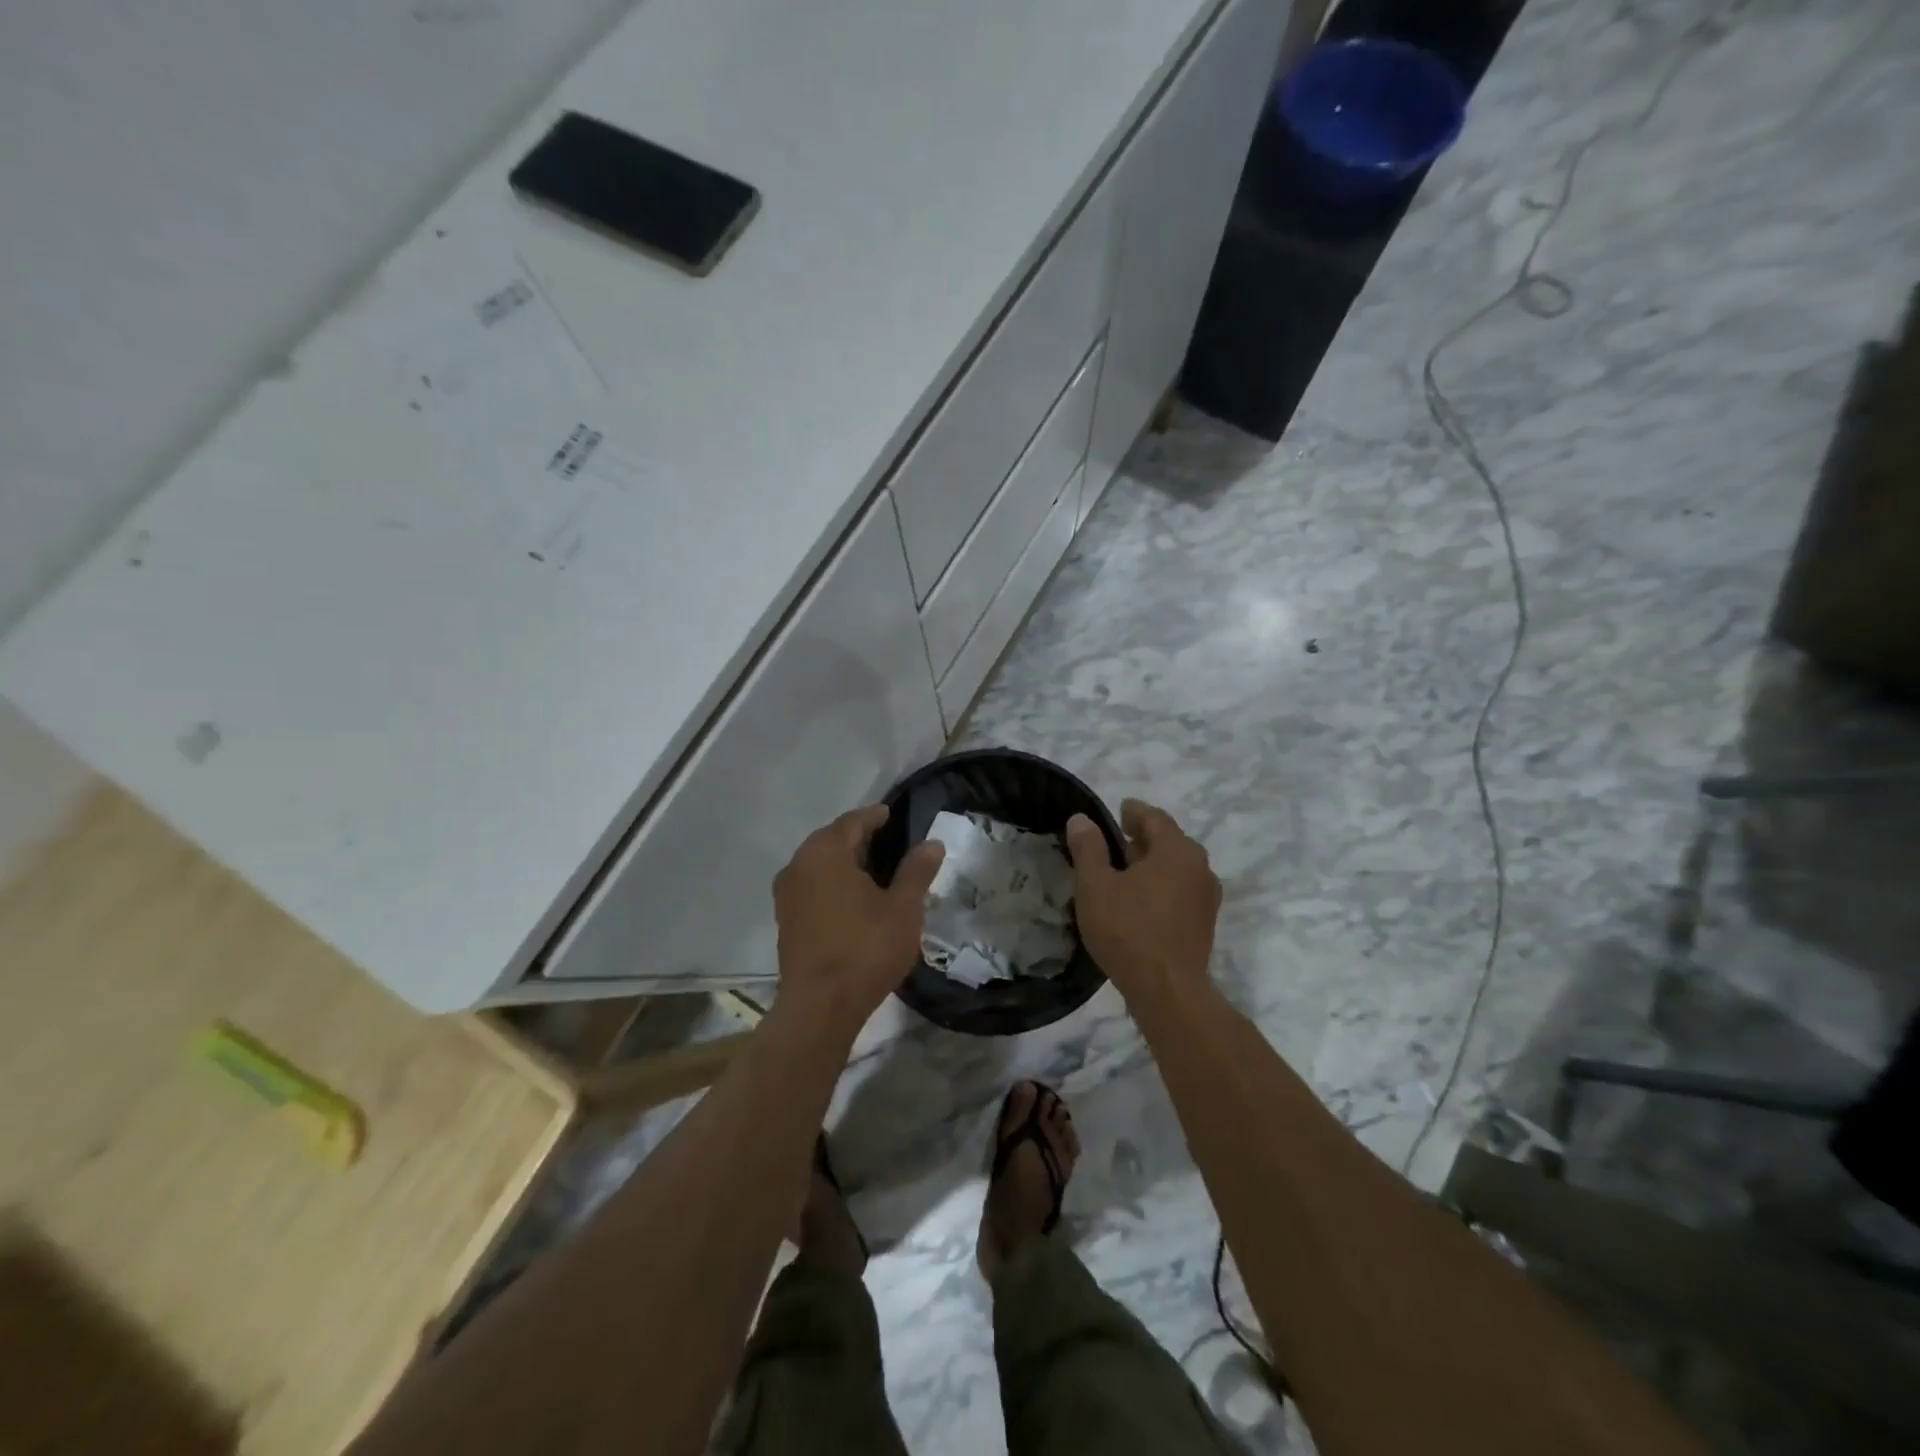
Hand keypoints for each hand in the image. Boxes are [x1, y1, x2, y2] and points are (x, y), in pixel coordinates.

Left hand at [772, 804, 945, 1033]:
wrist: (820, 1006)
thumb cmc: (866, 949)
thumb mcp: (903, 908)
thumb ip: (916, 871)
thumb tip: (932, 843)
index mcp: (826, 852)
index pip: (852, 822)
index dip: (874, 816)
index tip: (891, 814)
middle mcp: (799, 864)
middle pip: (831, 839)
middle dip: (857, 837)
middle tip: (886, 840)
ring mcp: (786, 893)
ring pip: (818, 863)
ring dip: (843, 861)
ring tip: (872, 869)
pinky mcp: (785, 918)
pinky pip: (810, 885)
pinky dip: (830, 882)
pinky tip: (851, 897)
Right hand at [1066, 799, 1220, 999]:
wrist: (1167, 991)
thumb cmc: (1128, 931)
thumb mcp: (1095, 886)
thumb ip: (1088, 848)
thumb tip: (1082, 819)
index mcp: (1177, 850)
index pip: (1155, 818)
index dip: (1134, 812)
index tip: (1119, 810)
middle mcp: (1200, 867)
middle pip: (1170, 841)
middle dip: (1143, 838)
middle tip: (1116, 841)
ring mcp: (1207, 897)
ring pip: (1177, 867)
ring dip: (1153, 864)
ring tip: (1125, 872)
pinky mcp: (1205, 923)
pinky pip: (1182, 890)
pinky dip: (1162, 885)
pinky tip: (1141, 901)